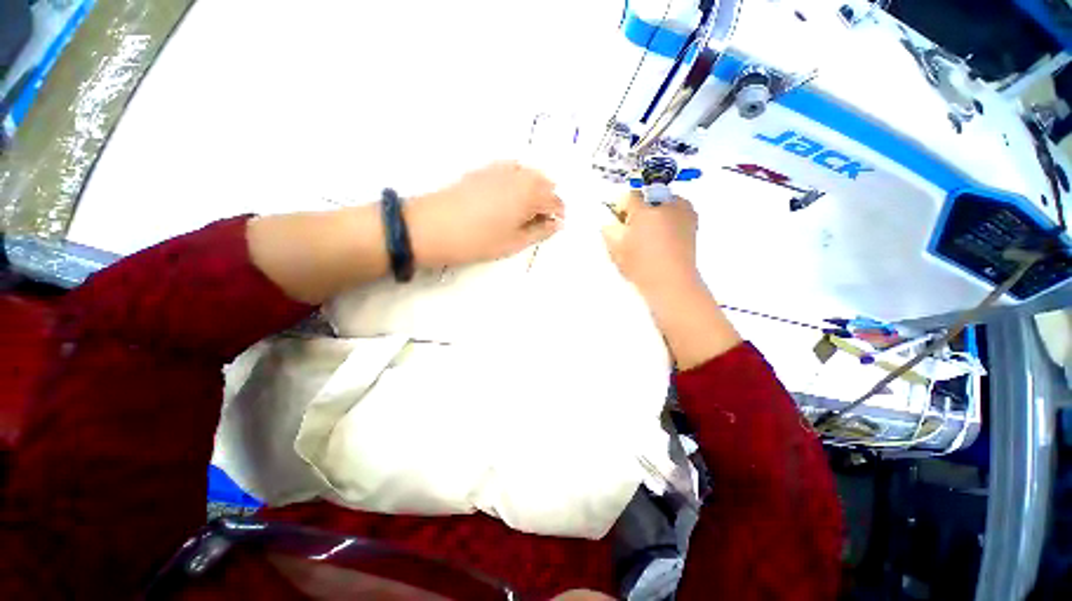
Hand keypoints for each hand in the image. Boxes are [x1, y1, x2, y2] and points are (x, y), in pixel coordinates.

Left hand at [406, 162, 564, 267]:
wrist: (432, 227)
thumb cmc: (478, 240)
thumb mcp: (513, 242)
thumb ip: (539, 232)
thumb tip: (556, 224)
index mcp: (529, 194)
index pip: (554, 200)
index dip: (558, 214)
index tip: (554, 226)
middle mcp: (518, 176)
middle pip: (544, 182)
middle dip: (548, 199)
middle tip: (541, 220)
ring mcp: (498, 169)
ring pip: (527, 173)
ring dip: (534, 189)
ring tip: (526, 209)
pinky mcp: (482, 170)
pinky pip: (510, 169)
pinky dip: (517, 180)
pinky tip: (508, 195)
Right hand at [602, 191, 740, 368]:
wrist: (672, 283)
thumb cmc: (640, 266)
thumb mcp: (616, 248)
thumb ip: (609, 229)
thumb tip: (611, 221)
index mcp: (645, 209)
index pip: (628, 196)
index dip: (620, 209)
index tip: (618, 222)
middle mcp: (667, 203)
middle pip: (646, 197)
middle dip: (638, 210)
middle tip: (633, 230)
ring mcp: (684, 211)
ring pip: (663, 203)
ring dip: (654, 213)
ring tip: (649, 235)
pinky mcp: (693, 222)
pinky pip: (676, 211)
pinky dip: (668, 219)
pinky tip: (664, 238)